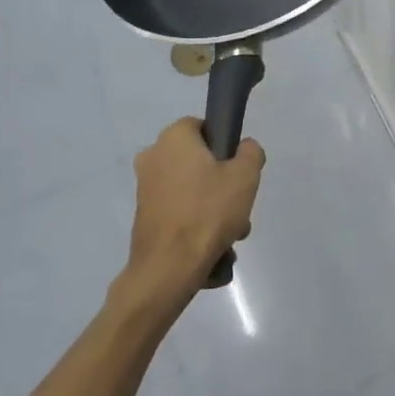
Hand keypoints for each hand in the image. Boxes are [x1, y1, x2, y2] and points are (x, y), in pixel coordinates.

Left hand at [126, 119, 264, 300]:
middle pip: (198, 161)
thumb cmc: (208, 212)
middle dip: (221, 183)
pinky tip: (213, 247)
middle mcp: (152, 157)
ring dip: (212, 208)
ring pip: (191, 190)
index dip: (225, 145)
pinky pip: (179, 211)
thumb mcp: (246, 175)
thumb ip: (250, 152)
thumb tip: (243, 149)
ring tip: (231, 235)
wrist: (168, 268)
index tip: (238, 169)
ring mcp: (145, 188)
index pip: (204, 127)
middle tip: (238, 206)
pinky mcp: (144, 217)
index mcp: (173, 138)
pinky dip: (195, 224)